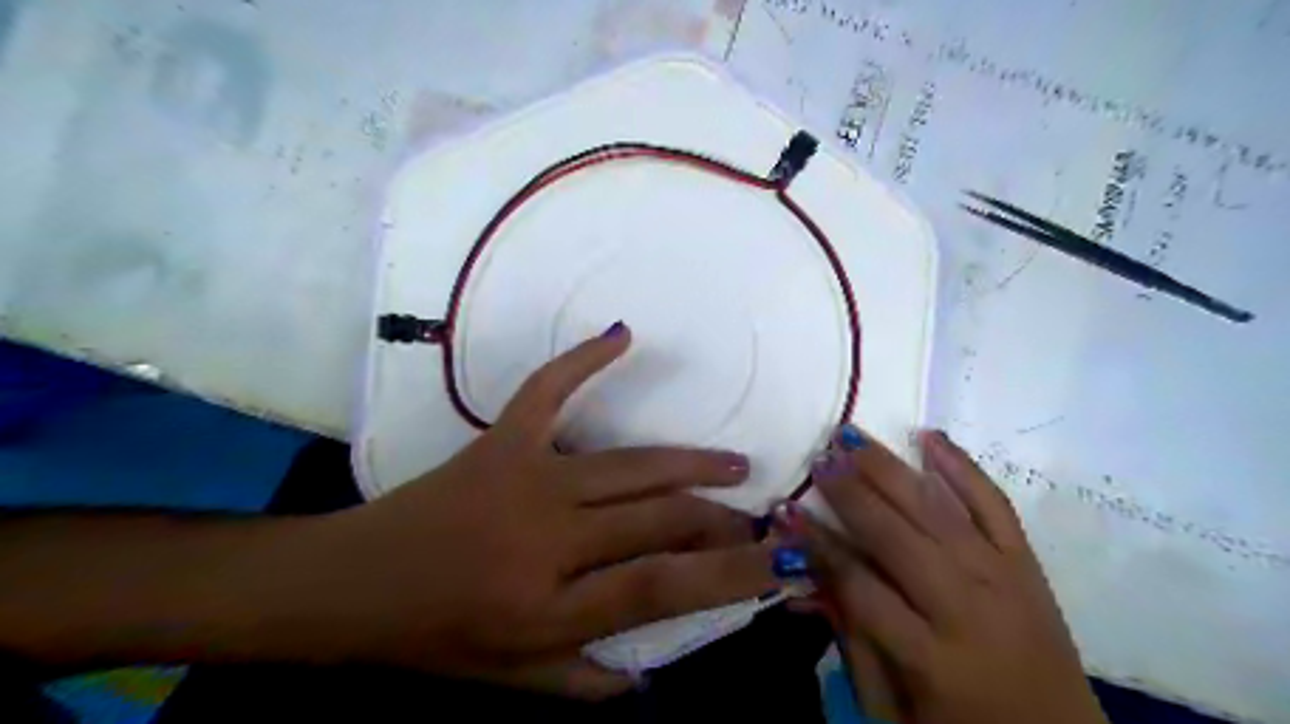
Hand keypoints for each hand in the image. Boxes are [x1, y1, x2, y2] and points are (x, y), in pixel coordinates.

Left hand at [315, 324, 775, 699]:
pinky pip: (548, 389)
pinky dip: (585, 359)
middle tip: (756, 516)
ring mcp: (526, 478)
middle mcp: (547, 539)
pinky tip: (624, 335)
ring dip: (692, 463)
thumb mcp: (509, 680)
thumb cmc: (431, 636)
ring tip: (735, 464)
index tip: (777, 560)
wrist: (352, 582)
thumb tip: (653, 673)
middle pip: (659, 520)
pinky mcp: (501, 440)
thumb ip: (585, 681)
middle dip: (719, 520)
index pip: (662, 589)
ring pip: (631, 466)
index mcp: (548, 608)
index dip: (730, 574)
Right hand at [798, 428, 1109, 723]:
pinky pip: (995, 504)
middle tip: (819, 458)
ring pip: (937, 509)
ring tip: (852, 437)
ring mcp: (1003, 578)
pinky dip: (963, 466)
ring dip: (890, 469)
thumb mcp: (893, 710)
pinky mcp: (1028, 563)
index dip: (816, 545)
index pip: (858, 584)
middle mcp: (967, 607)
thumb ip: (849, 640)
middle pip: (896, 536)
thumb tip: (806, 578)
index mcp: (931, 656)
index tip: (784, 510)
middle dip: (851, 493)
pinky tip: (930, 436)